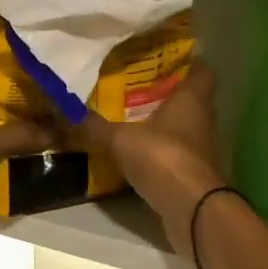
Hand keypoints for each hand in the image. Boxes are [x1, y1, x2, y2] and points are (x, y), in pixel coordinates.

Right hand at [78, 63, 228, 258]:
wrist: (191, 209)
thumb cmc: (162, 157)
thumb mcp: (120, 138)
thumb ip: (94, 126)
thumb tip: (64, 112)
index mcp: (192, 99)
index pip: (202, 70)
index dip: (188, 63)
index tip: (165, 59)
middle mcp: (202, 120)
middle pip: (190, 99)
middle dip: (166, 93)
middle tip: (136, 87)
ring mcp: (200, 149)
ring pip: (182, 128)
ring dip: (162, 124)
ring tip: (130, 118)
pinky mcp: (192, 174)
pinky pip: (175, 154)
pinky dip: (159, 152)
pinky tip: (135, 152)